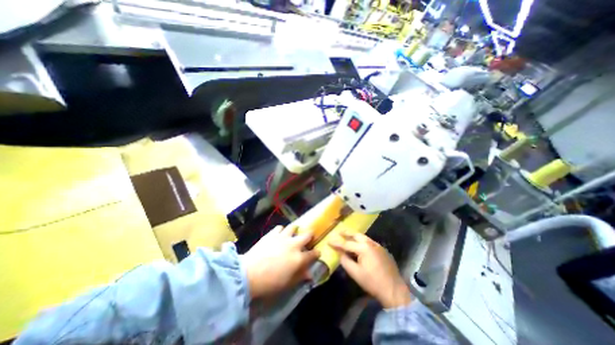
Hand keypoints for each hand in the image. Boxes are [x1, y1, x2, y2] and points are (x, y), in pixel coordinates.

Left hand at [242, 227, 318, 298]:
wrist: (249, 274)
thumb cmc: (269, 283)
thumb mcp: (287, 284)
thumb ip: (300, 276)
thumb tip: (310, 274)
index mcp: (299, 258)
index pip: (313, 254)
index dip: (316, 253)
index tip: (317, 253)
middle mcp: (294, 244)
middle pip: (307, 235)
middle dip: (310, 236)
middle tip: (308, 238)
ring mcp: (283, 237)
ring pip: (293, 227)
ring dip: (295, 230)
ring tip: (294, 233)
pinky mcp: (272, 234)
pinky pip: (280, 228)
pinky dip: (282, 230)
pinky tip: (280, 234)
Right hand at [328, 231, 410, 306]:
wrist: (394, 290)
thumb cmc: (373, 282)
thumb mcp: (356, 273)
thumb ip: (345, 261)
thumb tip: (339, 253)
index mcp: (363, 248)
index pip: (346, 244)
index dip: (336, 243)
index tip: (328, 241)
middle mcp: (370, 243)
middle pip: (356, 235)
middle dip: (347, 233)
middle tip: (339, 232)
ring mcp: (378, 245)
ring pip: (363, 236)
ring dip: (354, 235)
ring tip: (347, 236)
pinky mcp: (382, 249)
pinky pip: (369, 241)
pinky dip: (362, 240)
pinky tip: (359, 244)